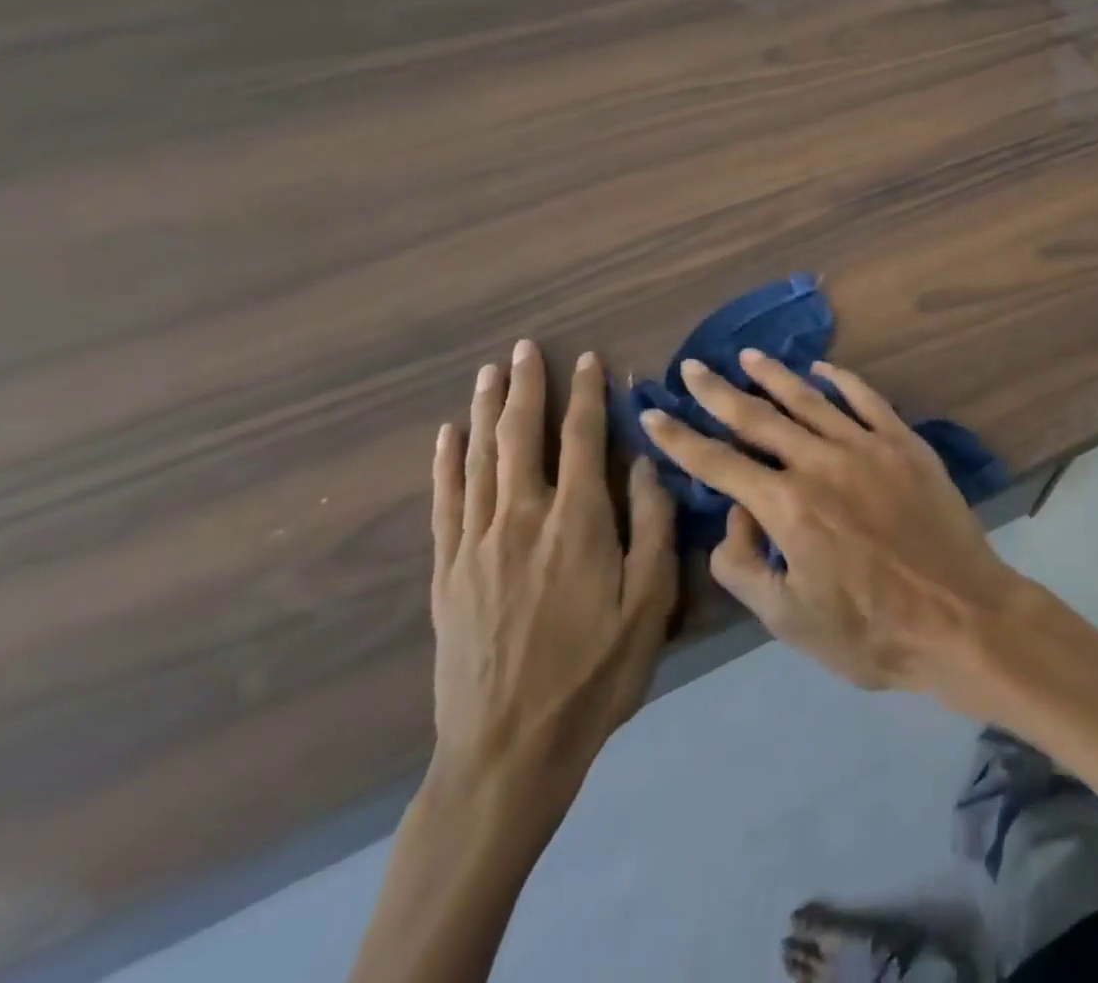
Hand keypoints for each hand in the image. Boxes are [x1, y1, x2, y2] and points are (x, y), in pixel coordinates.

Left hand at [429, 341, 677, 824]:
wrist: (509, 750)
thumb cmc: (596, 673)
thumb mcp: (650, 602)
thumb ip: (652, 525)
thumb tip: (649, 460)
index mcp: (578, 522)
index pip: (582, 439)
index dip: (588, 396)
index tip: (590, 360)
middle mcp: (522, 518)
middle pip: (522, 437)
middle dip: (528, 388)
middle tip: (525, 348)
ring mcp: (477, 544)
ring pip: (480, 459)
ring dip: (487, 411)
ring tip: (490, 373)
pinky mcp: (448, 572)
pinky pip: (445, 501)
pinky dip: (446, 462)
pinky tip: (448, 435)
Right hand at [637, 351, 1022, 697]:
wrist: (960, 615)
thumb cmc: (870, 630)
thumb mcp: (788, 618)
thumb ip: (742, 565)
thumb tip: (734, 513)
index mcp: (787, 506)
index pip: (718, 463)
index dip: (680, 438)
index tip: (653, 413)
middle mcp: (821, 462)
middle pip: (758, 418)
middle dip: (718, 392)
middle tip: (691, 367)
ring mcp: (867, 446)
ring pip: (810, 399)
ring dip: (774, 376)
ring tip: (748, 356)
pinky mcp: (905, 443)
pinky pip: (867, 400)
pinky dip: (842, 379)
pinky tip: (822, 368)